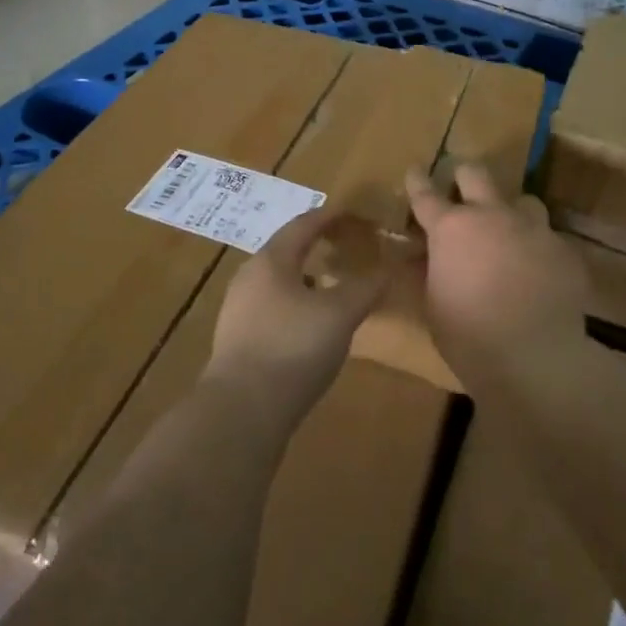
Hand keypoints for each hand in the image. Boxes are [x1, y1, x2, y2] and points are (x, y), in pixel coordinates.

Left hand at [204, 206, 390, 435]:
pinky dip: (295, 305)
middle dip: (315, 246)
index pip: (303, 225)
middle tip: (344, 246)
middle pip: (286, 251)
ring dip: (305, 278)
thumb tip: (388, 268)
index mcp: (271, 260)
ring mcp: (238, 311)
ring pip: (277, 282)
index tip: (351, 213)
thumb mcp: (339, 315)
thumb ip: (365, 288)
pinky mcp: (237, 342)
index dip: (329, 216)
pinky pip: (271, 309)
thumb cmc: (292, 348)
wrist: (241, 412)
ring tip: (332, 285)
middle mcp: (249, 277)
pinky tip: (311, 326)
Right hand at [404, 164, 590, 383]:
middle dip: (464, 177)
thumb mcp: (433, 306)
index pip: (425, 193)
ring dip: (511, 212)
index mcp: (451, 228)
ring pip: (522, 200)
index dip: (417, 180)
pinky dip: (539, 249)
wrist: (536, 360)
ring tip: (510, 233)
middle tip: (461, 191)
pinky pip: (549, 238)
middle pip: (475, 174)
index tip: (415, 172)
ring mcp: (532, 229)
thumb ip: (426, 272)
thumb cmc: (469, 336)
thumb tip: (419, 257)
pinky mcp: (564, 250)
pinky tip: (539, 273)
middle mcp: (491, 215)